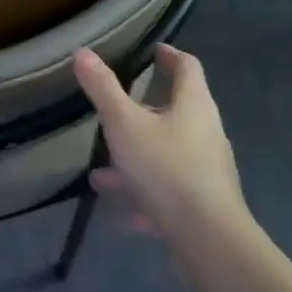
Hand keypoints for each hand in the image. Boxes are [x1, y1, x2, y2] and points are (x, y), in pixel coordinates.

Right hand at [73, 44, 247, 243]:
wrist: (209, 241)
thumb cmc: (167, 168)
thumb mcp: (125, 124)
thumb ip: (103, 89)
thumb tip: (82, 52)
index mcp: (194, 105)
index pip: (187, 67)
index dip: (169, 55)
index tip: (153, 50)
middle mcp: (206, 133)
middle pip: (178, 111)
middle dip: (146, 109)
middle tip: (118, 107)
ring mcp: (206, 170)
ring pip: (167, 154)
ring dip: (137, 156)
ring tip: (101, 169)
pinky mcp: (201, 204)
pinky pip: (167, 191)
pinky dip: (142, 194)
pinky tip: (117, 211)